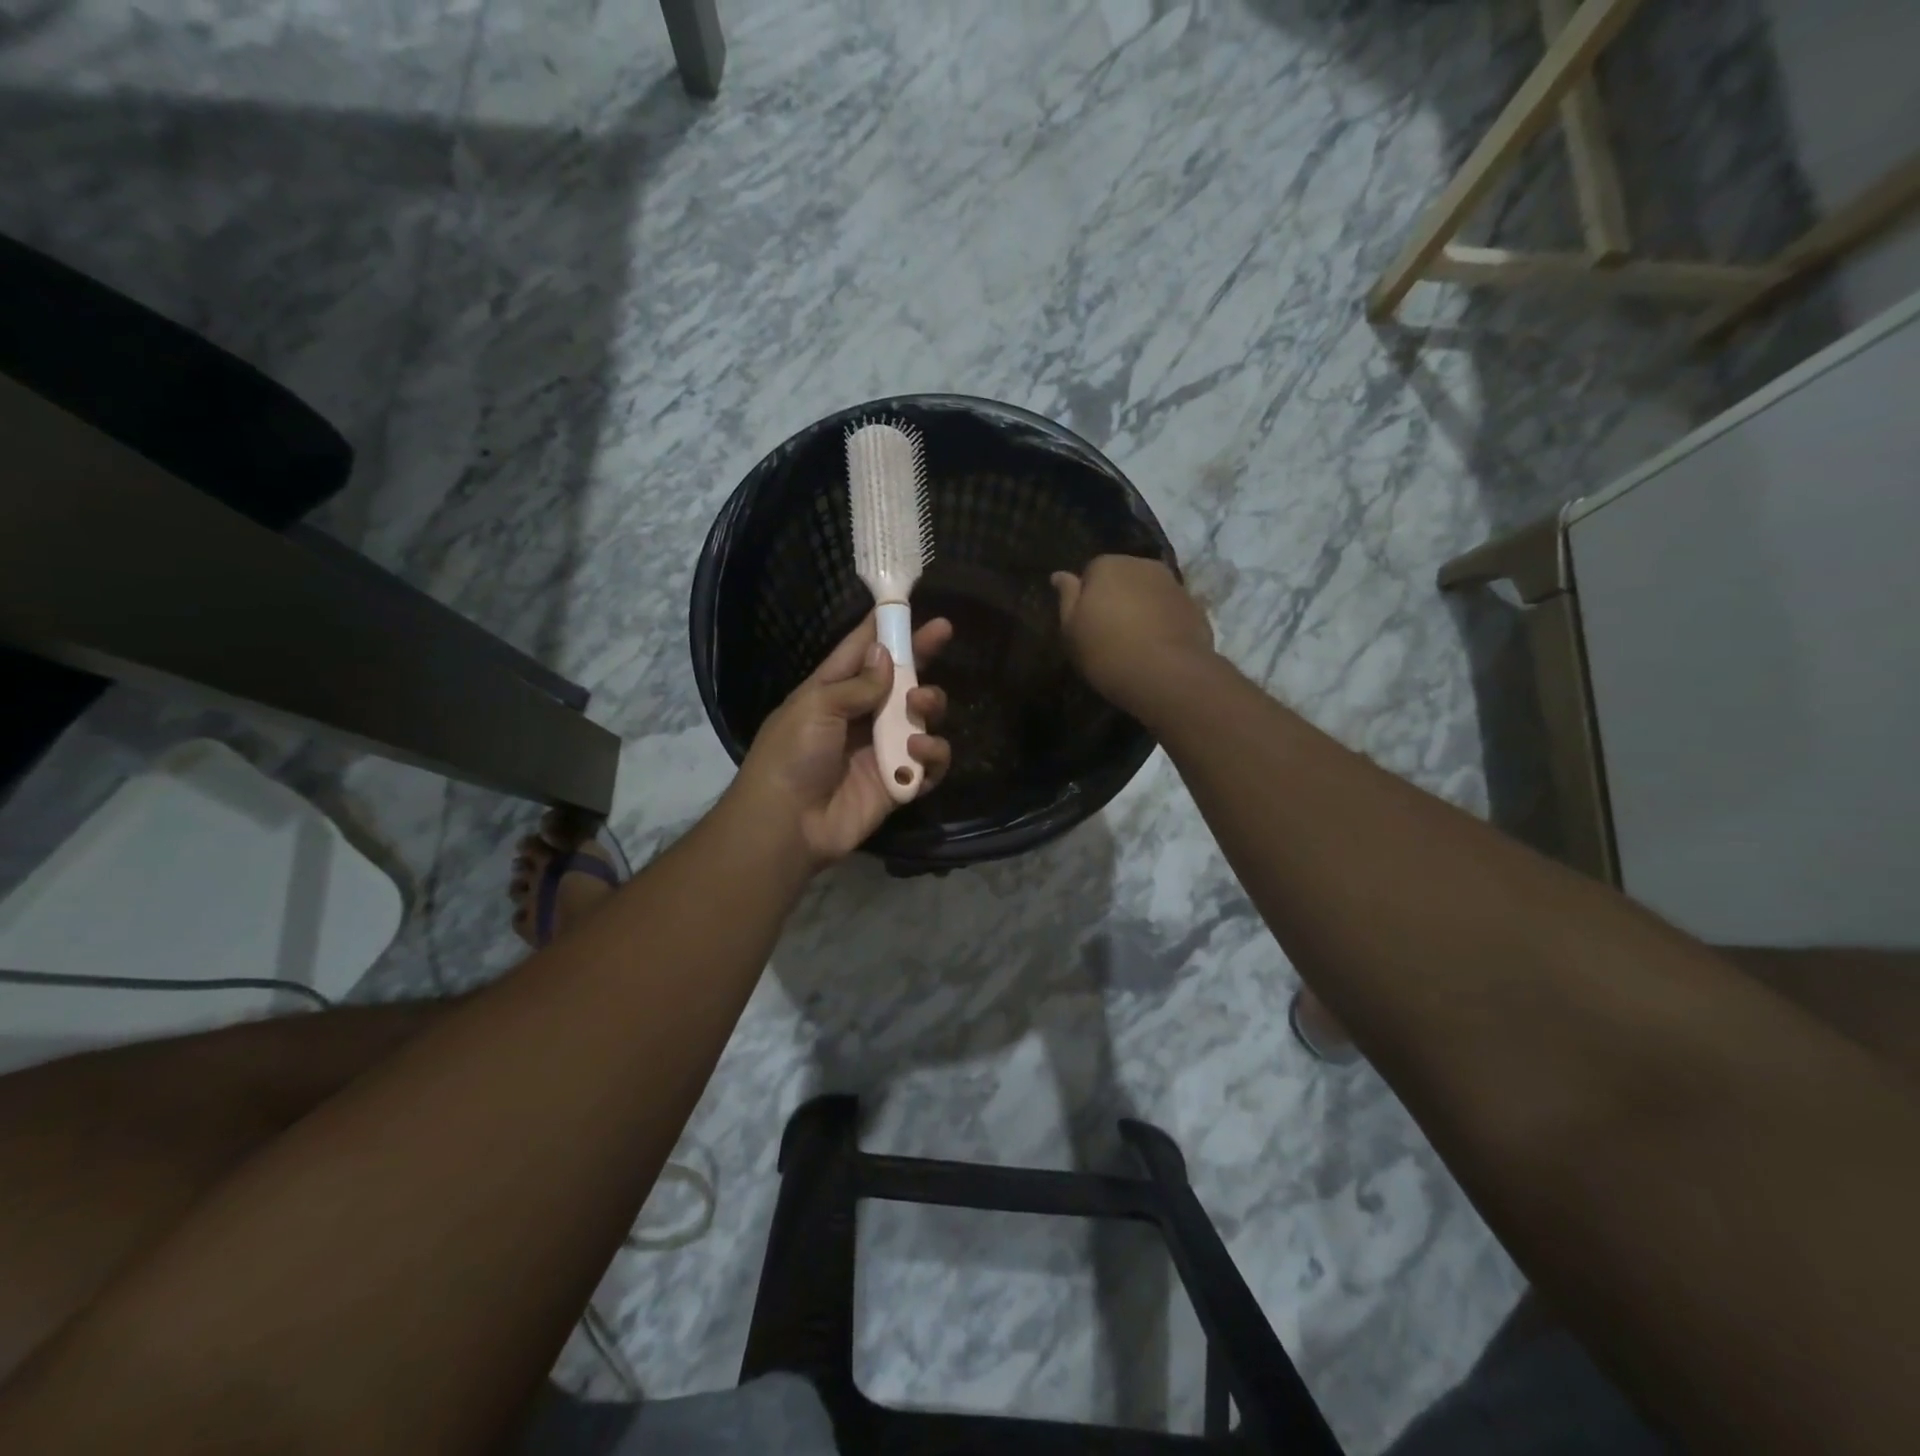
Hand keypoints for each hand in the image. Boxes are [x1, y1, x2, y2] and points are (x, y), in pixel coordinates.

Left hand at [731, 613, 953, 867]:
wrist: (787, 824)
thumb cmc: (791, 756)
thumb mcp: (816, 706)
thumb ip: (858, 683)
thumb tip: (886, 653)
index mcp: (834, 691)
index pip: (864, 650)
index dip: (886, 626)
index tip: (912, 605)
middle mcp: (862, 715)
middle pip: (902, 679)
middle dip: (922, 656)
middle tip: (942, 636)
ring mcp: (883, 749)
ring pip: (923, 717)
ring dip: (930, 705)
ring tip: (920, 708)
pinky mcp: (899, 781)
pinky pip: (930, 763)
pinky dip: (933, 754)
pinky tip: (918, 752)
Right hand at [1052, 555, 1212, 709]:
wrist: (1168, 674)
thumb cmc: (1107, 651)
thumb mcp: (1071, 629)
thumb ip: (1066, 597)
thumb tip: (1060, 574)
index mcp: (1108, 565)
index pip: (1092, 571)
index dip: (1088, 597)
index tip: (1087, 623)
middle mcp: (1143, 565)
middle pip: (1124, 577)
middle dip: (1117, 598)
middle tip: (1110, 633)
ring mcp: (1174, 585)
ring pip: (1149, 593)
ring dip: (1142, 609)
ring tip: (1136, 643)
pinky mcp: (1195, 607)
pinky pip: (1170, 611)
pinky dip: (1163, 622)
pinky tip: (1158, 649)